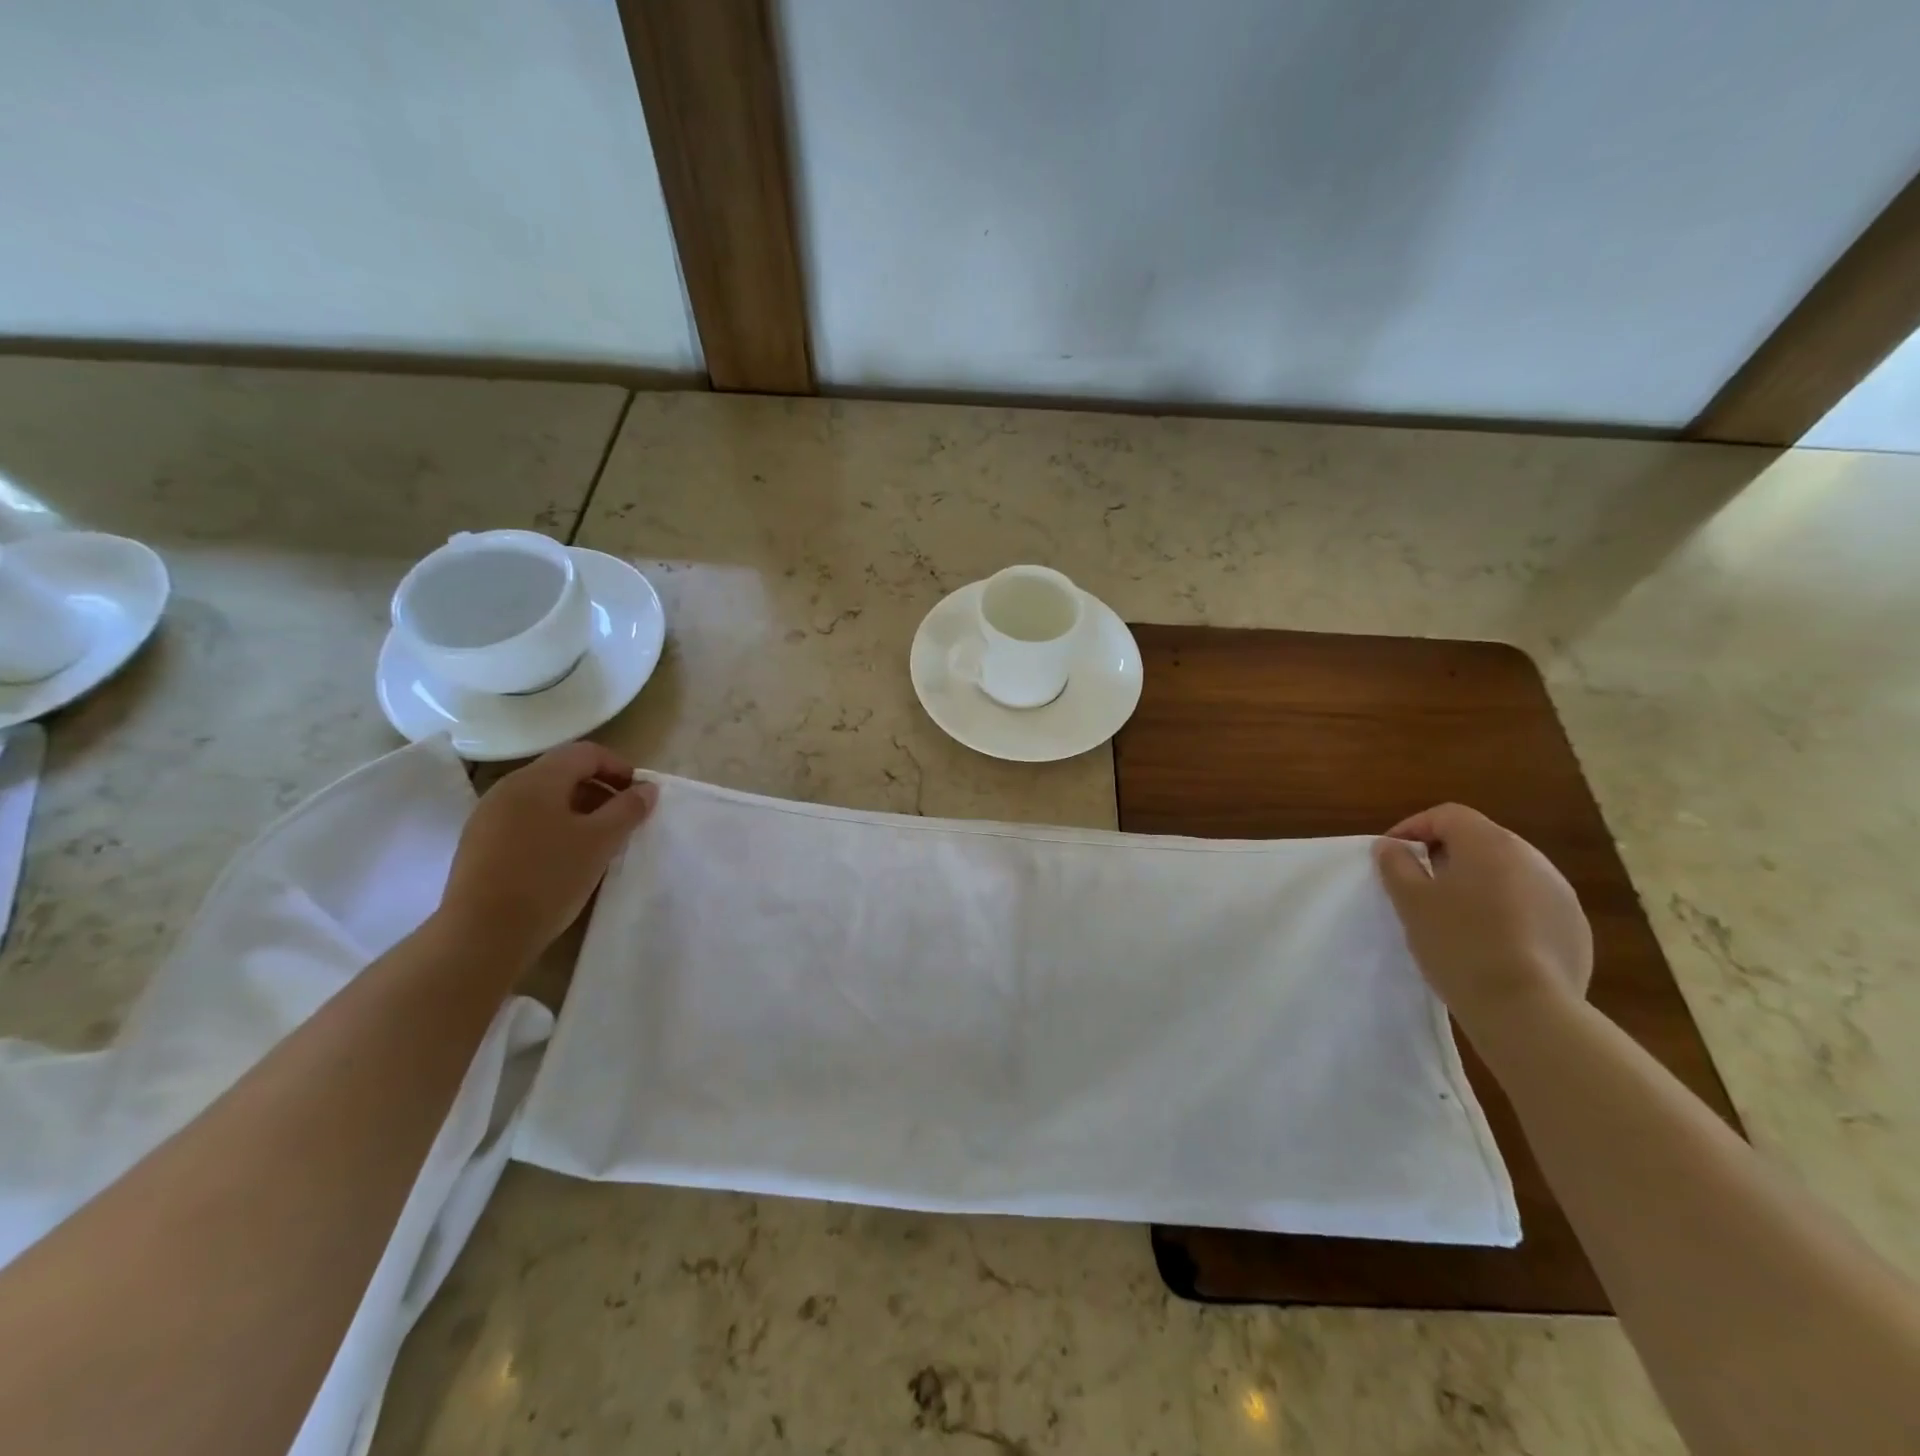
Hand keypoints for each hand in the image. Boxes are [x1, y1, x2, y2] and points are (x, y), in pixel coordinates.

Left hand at [436, 741, 657, 964]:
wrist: (482, 934)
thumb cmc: (549, 878)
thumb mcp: (601, 841)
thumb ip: (628, 809)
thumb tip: (647, 789)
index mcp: (537, 779)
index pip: (586, 753)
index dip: (619, 768)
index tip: (640, 797)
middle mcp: (508, 788)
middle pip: (563, 772)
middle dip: (600, 790)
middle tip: (624, 820)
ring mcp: (488, 816)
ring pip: (543, 799)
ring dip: (577, 810)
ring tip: (597, 842)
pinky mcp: (478, 844)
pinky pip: (524, 821)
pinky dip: (552, 828)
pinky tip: (563, 859)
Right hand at [1373, 804, 1592, 1037]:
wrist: (1525, 1008)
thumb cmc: (1457, 942)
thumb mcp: (1410, 901)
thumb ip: (1396, 864)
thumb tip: (1391, 846)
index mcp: (1489, 843)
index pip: (1447, 815)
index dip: (1414, 827)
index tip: (1392, 854)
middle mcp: (1531, 858)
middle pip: (1480, 840)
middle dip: (1445, 854)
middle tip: (1417, 883)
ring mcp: (1559, 893)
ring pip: (1507, 872)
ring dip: (1476, 882)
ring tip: (1451, 914)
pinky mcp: (1574, 927)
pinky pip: (1529, 903)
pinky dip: (1504, 909)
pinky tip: (1487, 940)